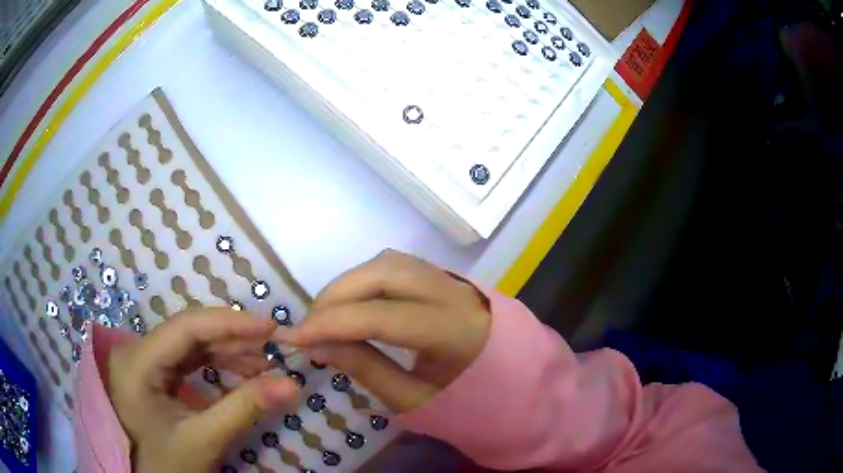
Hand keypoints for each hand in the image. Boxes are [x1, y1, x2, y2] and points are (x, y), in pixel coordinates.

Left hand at [107, 308, 299, 471]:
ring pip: (192, 343)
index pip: (185, 328)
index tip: (270, 327)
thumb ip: (245, 409)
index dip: (229, 323)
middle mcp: (138, 351)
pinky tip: (244, 372)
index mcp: (137, 363)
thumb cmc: (167, 464)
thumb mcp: (204, 440)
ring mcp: (146, 361)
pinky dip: (220, 363)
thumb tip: (293, 384)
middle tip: (275, 344)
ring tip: (266, 362)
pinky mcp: (156, 373)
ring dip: (230, 351)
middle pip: (190, 332)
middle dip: (234, 338)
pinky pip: (191, 359)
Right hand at [278, 249, 491, 412]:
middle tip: (309, 327)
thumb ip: (366, 369)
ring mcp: (452, 279)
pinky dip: (365, 281)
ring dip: (348, 285)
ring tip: (325, 317)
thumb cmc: (469, 403)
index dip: (333, 324)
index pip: (384, 316)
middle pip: (384, 274)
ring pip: (388, 263)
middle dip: (336, 296)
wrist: (515, 386)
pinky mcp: (444, 278)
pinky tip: (351, 304)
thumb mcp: (415, 400)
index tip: (294, 338)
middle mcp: (456, 293)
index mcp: (457, 331)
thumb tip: (320, 344)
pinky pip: (397, 267)